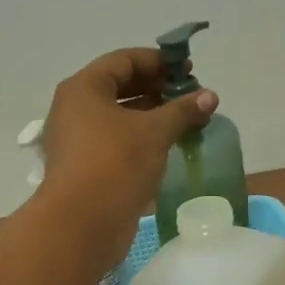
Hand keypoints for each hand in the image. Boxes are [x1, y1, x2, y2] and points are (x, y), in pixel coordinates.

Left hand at [40, 48, 216, 254]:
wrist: (82, 224)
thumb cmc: (115, 163)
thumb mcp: (154, 132)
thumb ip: (182, 110)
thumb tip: (210, 96)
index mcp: (84, 88)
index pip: (123, 60)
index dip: (158, 61)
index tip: (189, 70)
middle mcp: (75, 108)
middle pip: (120, 86)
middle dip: (157, 88)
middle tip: (190, 97)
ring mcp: (78, 139)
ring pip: (119, 116)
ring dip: (152, 115)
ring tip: (186, 121)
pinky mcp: (86, 166)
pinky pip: (117, 141)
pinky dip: (142, 138)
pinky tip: (169, 146)